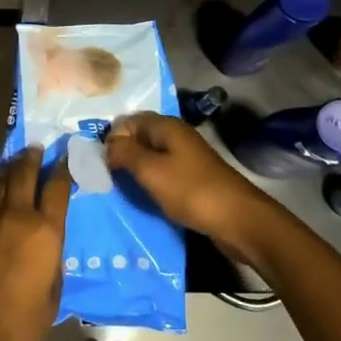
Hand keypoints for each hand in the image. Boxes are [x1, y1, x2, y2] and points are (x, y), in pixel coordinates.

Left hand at [0, 148, 71, 340]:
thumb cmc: (23, 325)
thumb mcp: (53, 292)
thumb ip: (53, 260)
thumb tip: (48, 245)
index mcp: (45, 232)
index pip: (56, 187)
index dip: (62, 168)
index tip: (65, 157)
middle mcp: (17, 216)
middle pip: (24, 172)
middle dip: (32, 157)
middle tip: (37, 149)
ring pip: (1, 184)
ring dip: (11, 172)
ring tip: (18, 168)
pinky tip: (0, 206)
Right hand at [105, 112, 265, 243]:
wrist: (239, 220)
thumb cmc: (191, 190)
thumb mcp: (150, 171)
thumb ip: (124, 153)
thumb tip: (107, 145)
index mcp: (166, 126)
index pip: (128, 121)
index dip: (112, 138)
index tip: (101, 163)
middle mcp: (176, 135)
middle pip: (140, 137)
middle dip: (122, 154)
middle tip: (107, 176)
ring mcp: (187, 156)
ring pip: (152, 156)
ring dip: (137, 170)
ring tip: (123, 187)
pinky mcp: (193, 177)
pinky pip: (164, 172)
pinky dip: (152, 182)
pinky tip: (146, 196)